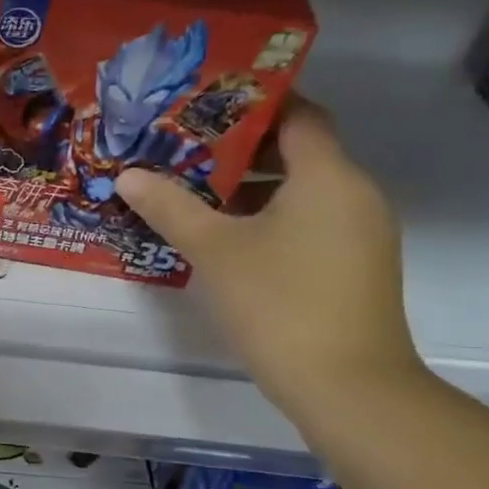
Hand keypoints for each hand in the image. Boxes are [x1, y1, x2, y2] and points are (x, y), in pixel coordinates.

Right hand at [116, 99, 423, 420]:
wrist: (346, 384)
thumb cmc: (278, 302)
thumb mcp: (214, 250)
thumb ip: (170, 208)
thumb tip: (128, 175)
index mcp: (328, 176)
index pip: (300, 115)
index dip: (255, 104)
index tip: (205, 106)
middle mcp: (355, 193)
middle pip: (300, 152)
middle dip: (241, 150)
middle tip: (184, 152)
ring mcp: (361, 232)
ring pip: (304, 191)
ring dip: (253, 188)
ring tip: (195, 196)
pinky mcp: (356, 265)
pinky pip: (312, 221)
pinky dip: (273, 218)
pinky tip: (229, 240)